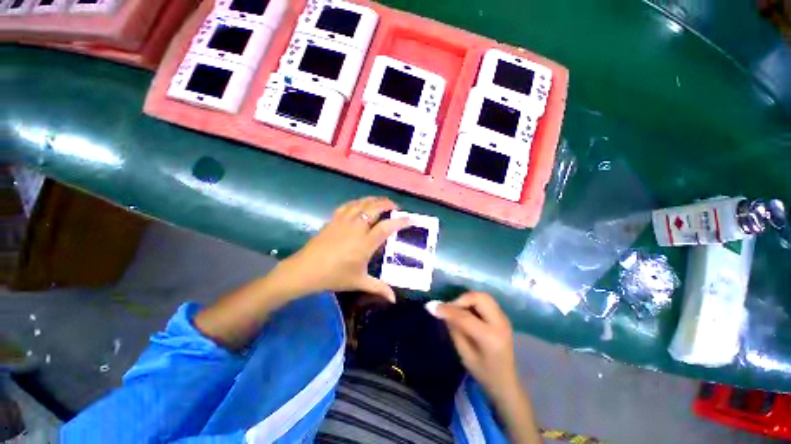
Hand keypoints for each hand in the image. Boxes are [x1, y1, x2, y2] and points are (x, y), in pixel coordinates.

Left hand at [273, 196, 409, 301]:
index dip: (400, 221)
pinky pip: (348, 205)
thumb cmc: (334, 276)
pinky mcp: (334, 219)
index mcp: (365, 243)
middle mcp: (357, 227)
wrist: (305, 270)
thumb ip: (379, 288)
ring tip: (381, 202)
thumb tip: (394, 299)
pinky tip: (360, 204)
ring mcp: (344, 221)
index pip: (387, 227)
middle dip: (387, 204)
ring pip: (362, 203)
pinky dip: (357, 202)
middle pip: (375, 208)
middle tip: (396, 207)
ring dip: (374, 200)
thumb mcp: (359, 282)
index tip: (410, 219)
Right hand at [431, 292, 519, 401]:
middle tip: (448, 308)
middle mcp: (500, 323)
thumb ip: (454, 329)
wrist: (506, 382)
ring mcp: (504, 318)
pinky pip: (485, 301)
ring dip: (466, 299)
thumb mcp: (464, 355)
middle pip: (478, 298)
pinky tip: (466, 312)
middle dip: (460, 299)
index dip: (446, 309)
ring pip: (482, 296)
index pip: (465, 316)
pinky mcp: (502, 316)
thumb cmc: (484, 373)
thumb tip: (441, 310)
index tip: (431, 307)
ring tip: (457, 310)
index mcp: (490, 338)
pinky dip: (473, 302)